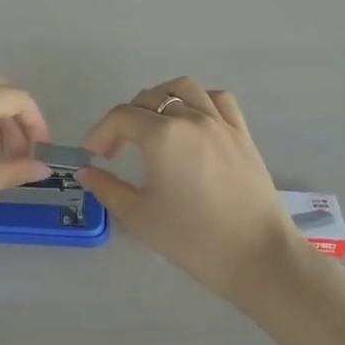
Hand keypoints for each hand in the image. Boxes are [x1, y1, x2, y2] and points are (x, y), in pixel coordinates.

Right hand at [78, 77, 298, 300]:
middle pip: (149, 98)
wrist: (256, 256)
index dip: (101, 132)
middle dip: (126, 119)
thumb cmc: (193, 239)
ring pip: (184, 88)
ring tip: (152, 124)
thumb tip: (88, 171)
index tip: (93, 154)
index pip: (121, 117)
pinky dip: (199, 101)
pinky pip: (218, 100)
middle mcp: (191, 117)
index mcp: (162, 135)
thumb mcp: (140, 217)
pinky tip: (192, 121)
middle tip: (117, 149)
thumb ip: (108, 188)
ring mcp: (220, 122)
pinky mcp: (242, 134)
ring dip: (160, 99)